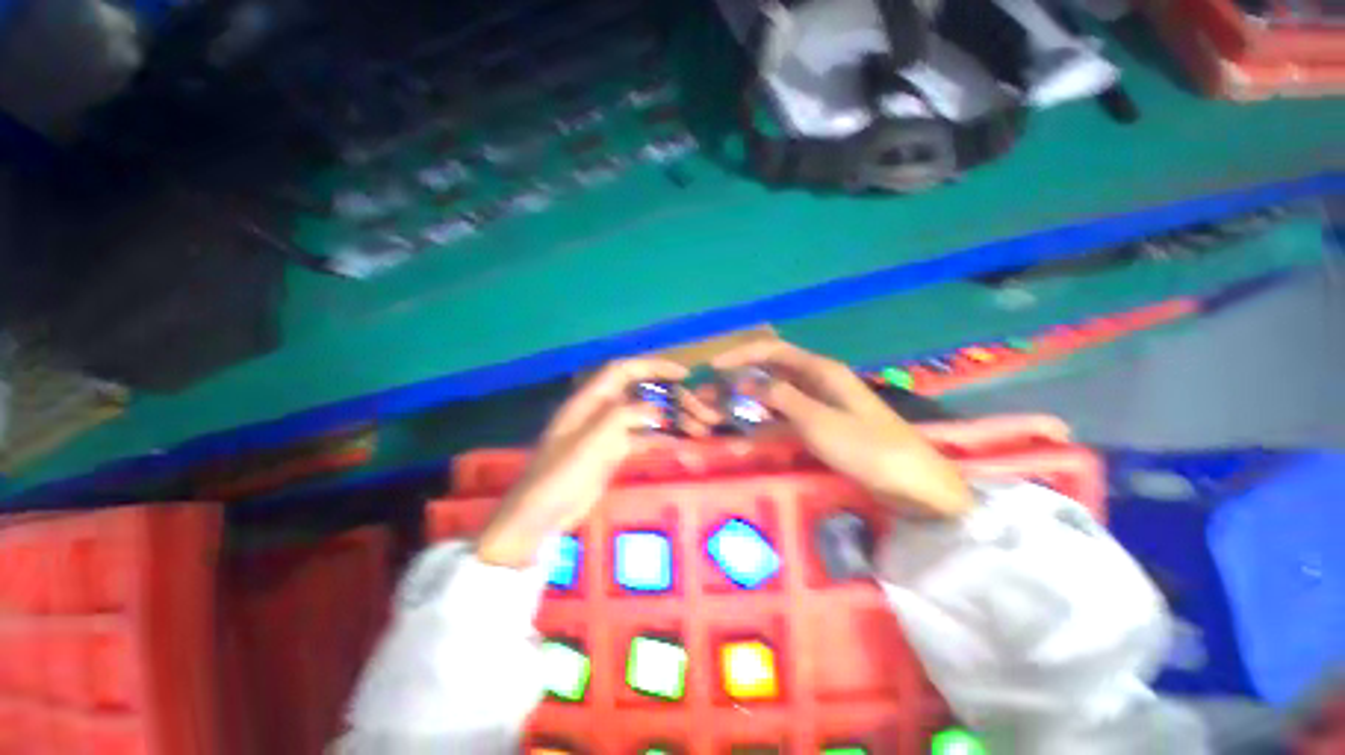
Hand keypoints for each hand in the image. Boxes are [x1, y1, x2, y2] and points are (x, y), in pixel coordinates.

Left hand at [476, 358, 705, 567]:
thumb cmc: (562, 473)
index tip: (682, 374)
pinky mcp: (612, 452)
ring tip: (696, 427)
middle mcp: (600, 410)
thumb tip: (657, 407)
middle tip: (696, 406)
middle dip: (668, 396)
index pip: (624, 370)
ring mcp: (607, 432)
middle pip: (640, 392)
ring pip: (644, 416)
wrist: (542, 514)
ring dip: (668, 419)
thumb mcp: (592, 440)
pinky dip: (659, 438)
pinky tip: (678, 445)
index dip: (653, 366)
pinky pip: (641, 438)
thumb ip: (623, 416)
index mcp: (590, 399)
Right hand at [714, 341, 973, 518]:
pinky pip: (785, 415)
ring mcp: (819, 403)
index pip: (772, 350)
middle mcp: (817, 380)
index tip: (713, 368)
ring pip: (776, 393)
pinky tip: (749, 430)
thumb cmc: (867, 447)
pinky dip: (766, 418)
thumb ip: (779, 397)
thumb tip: (744, 381)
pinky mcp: (821, 424)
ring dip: (750, 399)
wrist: (913, 483)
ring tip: (722, 410)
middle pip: (771, 370)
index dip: (741, 355)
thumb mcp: (818, 420)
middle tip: (711, 392)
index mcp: (820, 370)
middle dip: (740, 377)